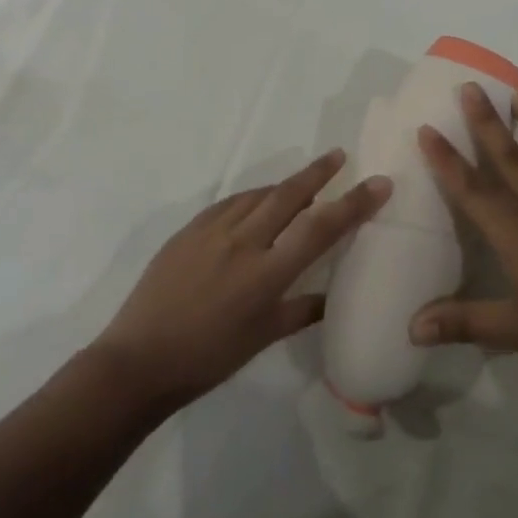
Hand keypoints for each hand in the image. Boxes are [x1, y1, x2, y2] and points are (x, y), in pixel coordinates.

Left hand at [92, 151, 390, 414]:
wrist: (138, 361)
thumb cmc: (208, 358)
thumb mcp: (262, 338)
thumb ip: (301, 310)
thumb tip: (330, 298)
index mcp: (267, 273)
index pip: (321, 228)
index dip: (353, 203)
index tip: (379, 182)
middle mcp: (243, 242)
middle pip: (289, 194)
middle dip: (318, 172)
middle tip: (338, 155)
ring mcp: (212, 231)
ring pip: (258, 195)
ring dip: (284, 186)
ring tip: (301, 183)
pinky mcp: (189, 230)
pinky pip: (230, 203)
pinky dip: (251, 198)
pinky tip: (256, 203)